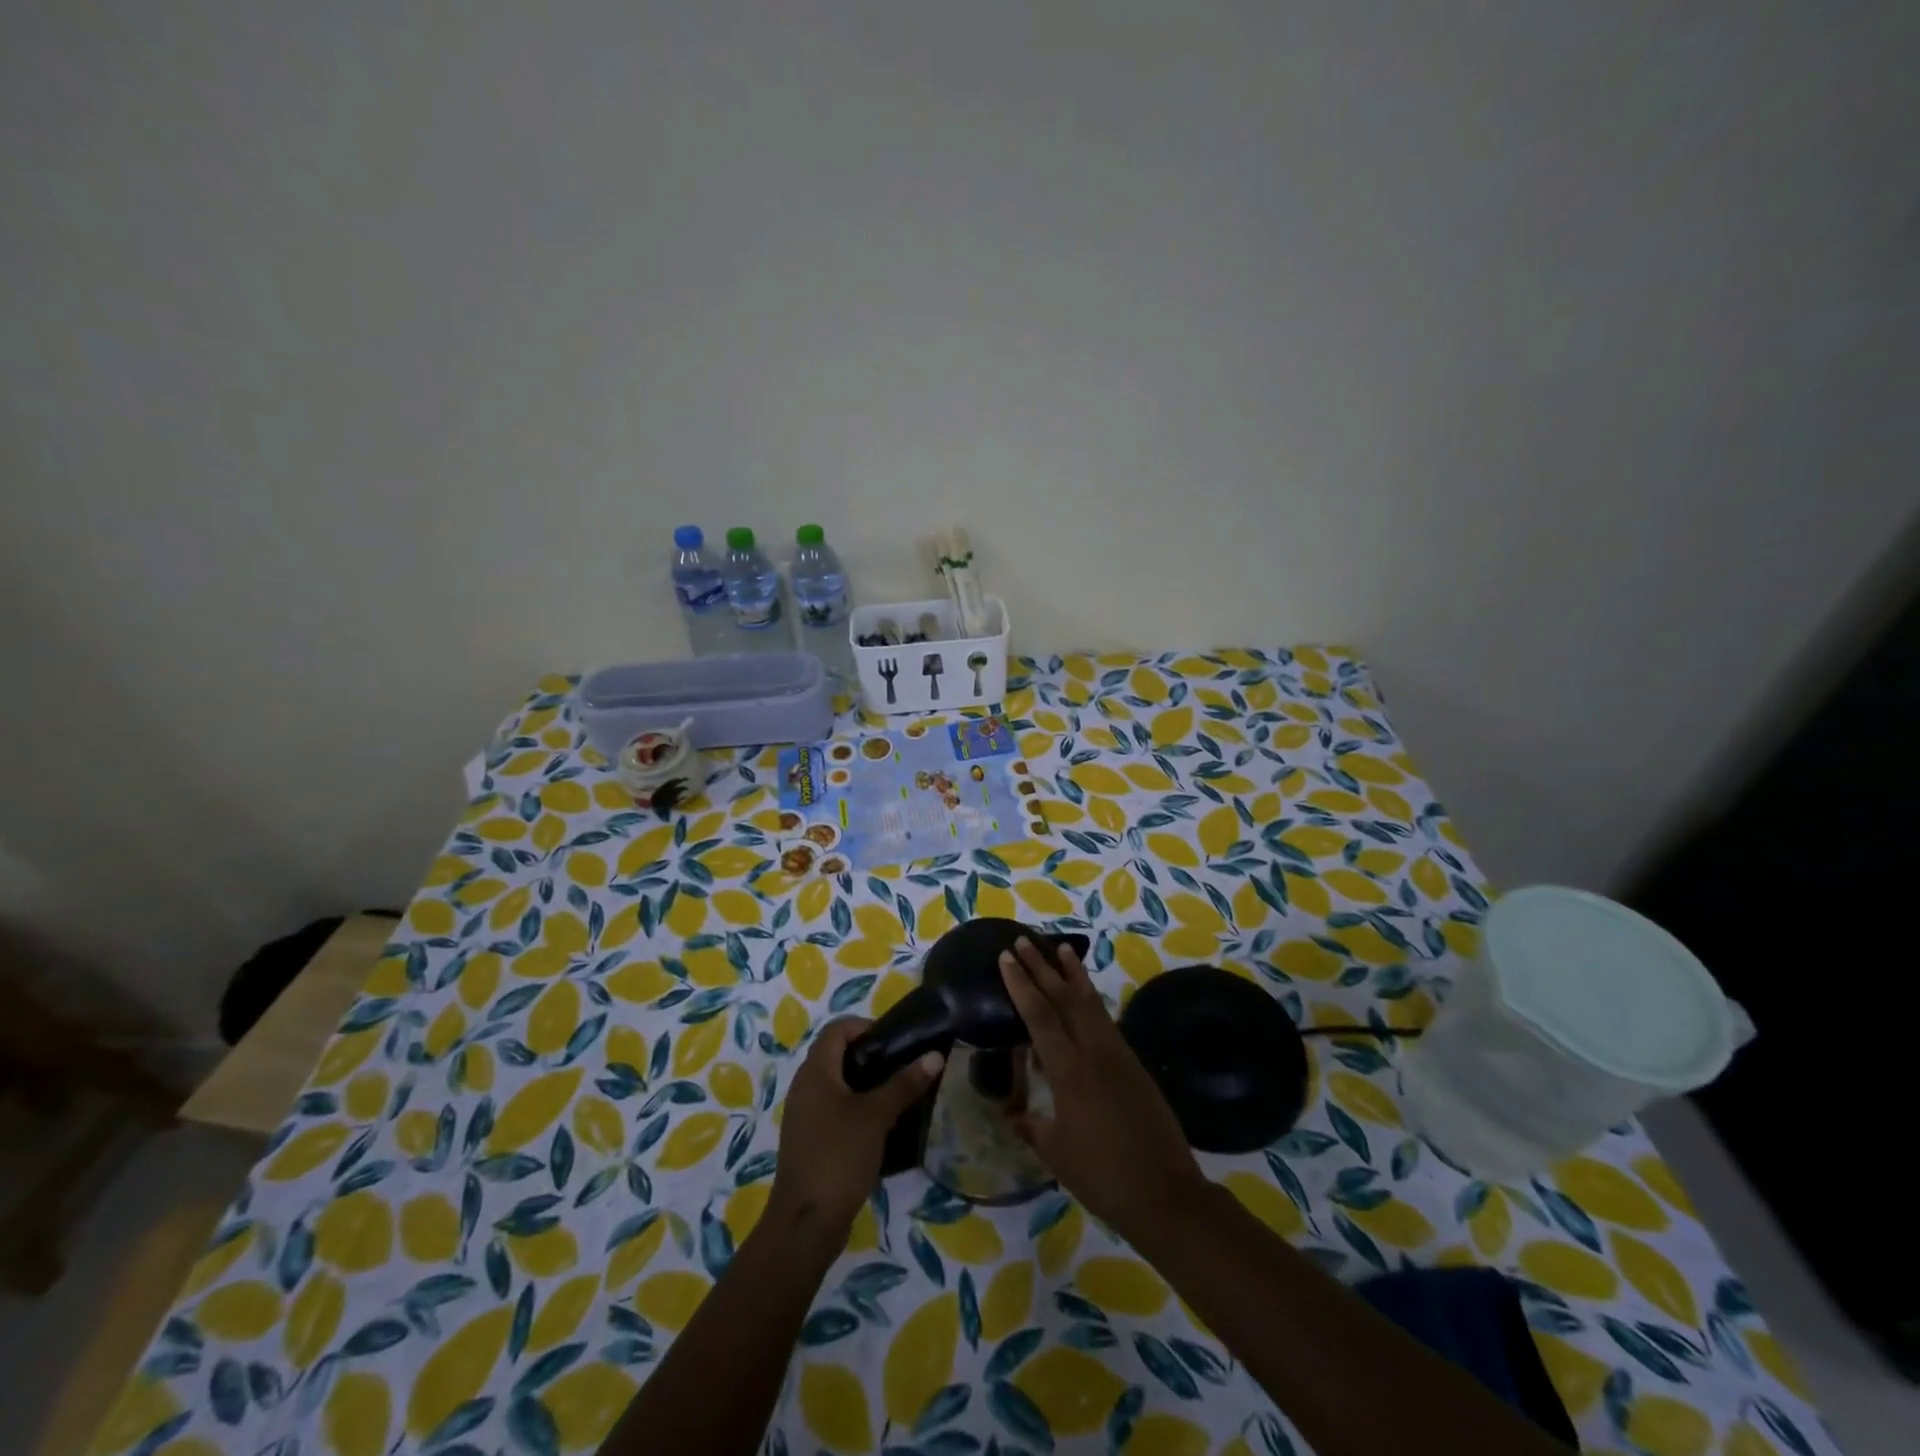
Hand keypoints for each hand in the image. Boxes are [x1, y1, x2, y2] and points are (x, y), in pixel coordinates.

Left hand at [768, 1017, 943, 1231]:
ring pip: (836, 1084)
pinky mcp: (809, 1140)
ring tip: (897, 1093)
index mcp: (815, 1072)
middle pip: (836, 1054)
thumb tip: (935, 1055)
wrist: (805, 1223)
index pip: (837, 1028)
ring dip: (864, 1083)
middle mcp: (804, 1086)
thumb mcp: (876, 1116)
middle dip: (870, 1055)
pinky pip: (833, 1109)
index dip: (865, 1026)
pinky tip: (880, 1125)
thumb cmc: (838, 1156)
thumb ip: (904, 1084)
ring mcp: (804, 1115)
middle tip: (902, 1065)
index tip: (895, 1041)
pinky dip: (855, 1107)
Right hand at [1000, 938, 1208, 1246]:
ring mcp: (1118, 1055)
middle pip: (1065, 998)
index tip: (1006, 958)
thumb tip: (1012, 1113)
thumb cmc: (1102, 1176)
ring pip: (1091, 1003)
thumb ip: (1031, 1126)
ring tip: (1062, 948)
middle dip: (1043, 967)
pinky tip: (1085, 995)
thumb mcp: (1055, 1153)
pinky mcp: (1134, 1064)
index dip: (1021, 985)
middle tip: (1024, 940)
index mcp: (1070, 1072)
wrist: (1166, 1194)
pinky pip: (1105, 1020)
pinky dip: (1091, 999)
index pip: (1040, 1016)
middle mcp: (1094, 1053)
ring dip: (1073, 974)